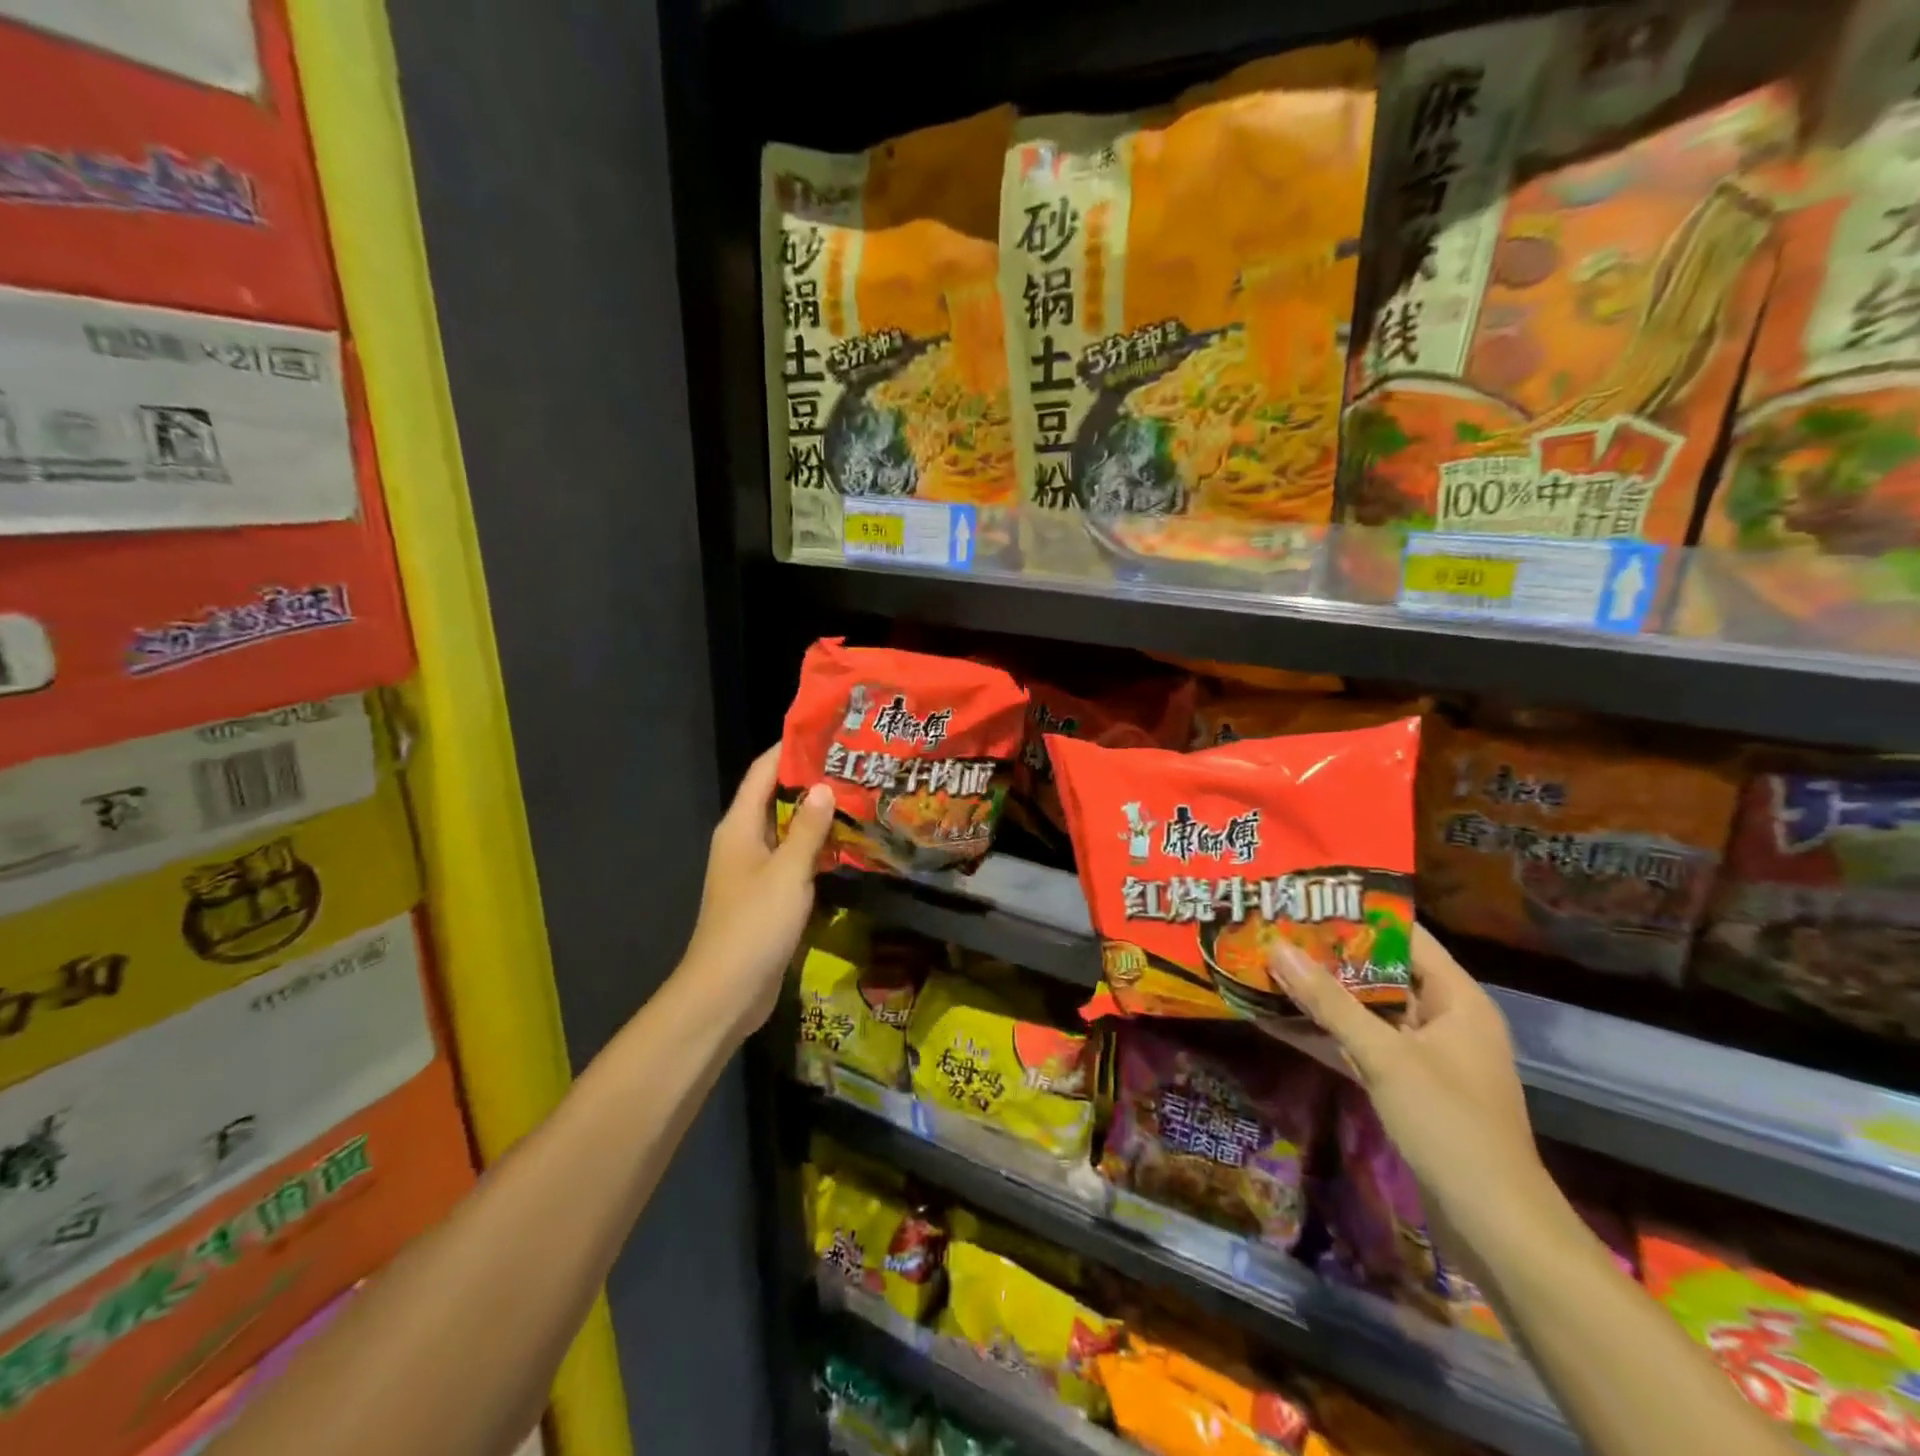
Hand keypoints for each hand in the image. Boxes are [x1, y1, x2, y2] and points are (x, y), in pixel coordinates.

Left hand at [680, 746, 835, 1034]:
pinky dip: (815, 845)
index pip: (763, 773)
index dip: (789, 748)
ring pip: (787, 828)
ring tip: (857, 794)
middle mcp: (743, 840)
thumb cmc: (753, 925)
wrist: (726, 991)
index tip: (825, 730)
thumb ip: (808, 829)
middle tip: (853, 762)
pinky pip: (792, 857)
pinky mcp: (766, 894)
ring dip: (816, 813)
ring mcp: (754, 868)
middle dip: (810, 778)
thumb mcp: (787, 873)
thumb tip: (824, 787)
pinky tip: (846, 842)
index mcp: (739, 826)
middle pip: (776, 796)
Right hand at [1267, 925, 1546, 1232]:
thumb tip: (1277, 948)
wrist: (1494, 1228)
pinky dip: (1324, 1036)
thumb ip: (1329, 1002)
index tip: (1306, 899)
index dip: (1358, 915)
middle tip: (1274, 930)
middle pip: (1379, 972)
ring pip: (1364, 1011)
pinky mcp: (1404, 1088)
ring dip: (1319, 997)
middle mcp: (1443, 1019)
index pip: (1406, 937)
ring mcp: (1423, 1056)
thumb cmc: (1450, 1125)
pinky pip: (1358, 1047)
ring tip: (1266, 967)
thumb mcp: (1385, 1056)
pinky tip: (1275, 1022)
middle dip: (1327, 956)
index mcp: (1457, 1000)